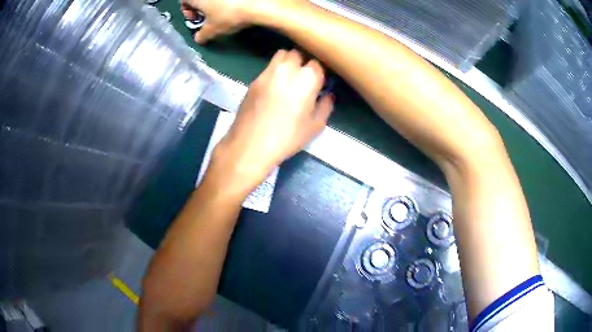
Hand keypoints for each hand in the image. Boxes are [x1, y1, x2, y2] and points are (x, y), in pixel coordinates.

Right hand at [181, 0, 303, 42]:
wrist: (259, 3)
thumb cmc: (229, 15)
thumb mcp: (212, 30)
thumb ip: (201, 35)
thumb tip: (198, 39)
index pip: (183, 1)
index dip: (187, 12)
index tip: (196, 20)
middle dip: (201, 7)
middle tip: (208, 17)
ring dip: (214, 3)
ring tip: (222, 13)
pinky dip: (228, 1)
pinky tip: (236, 6)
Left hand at [211, 50, 333, 188]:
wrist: (251, 145)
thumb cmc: (287, 137)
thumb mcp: (314, 126)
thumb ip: (325, 106)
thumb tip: (328, 95)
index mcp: (307, 78)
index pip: (317, 64)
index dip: (319, 73)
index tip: (319, 83)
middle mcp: (287, 69)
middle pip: (298, 54)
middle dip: (303, 62)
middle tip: (304, 78)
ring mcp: (268, 72)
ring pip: (281, 55)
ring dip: (288, 61)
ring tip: (289, 78)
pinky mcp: (254, 80)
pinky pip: (268, 67)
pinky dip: (274, 70)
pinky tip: (274, 87)